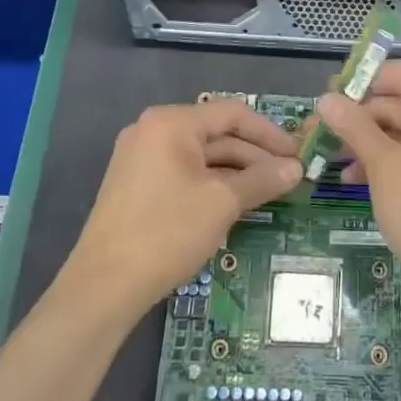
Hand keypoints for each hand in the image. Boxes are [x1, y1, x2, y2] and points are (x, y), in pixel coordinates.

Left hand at [68, 100, 299, 311]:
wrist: (103, 287)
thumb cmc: (167, 232)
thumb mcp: (223, 202)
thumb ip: (262, 179)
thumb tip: (296, 169)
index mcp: (171, 122)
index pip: (232, 113)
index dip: (270, 133)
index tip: (297, 154)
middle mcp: (153, 131)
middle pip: (216, 133)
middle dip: (255, 155)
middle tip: (289, 177)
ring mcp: (140, 158)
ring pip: (201, 156)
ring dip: (237, 172)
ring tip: (269, 192)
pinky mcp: (136, 185)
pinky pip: (184, 173)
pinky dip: (213, 183)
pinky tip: (236, 202)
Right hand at [316, 60, 400, 324]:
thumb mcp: (384, 166)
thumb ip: (355, 127)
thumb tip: (325, 98)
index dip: (364, 79)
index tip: (328, 93)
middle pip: (400, 104)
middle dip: (359, 116)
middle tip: (317, 131)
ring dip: (366, 141)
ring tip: (327, 156)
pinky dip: (383, 161)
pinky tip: (351, 176)